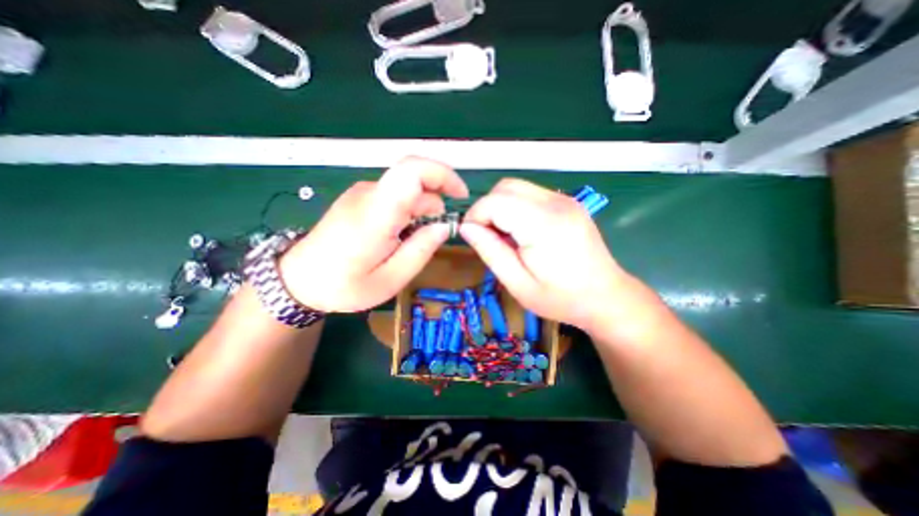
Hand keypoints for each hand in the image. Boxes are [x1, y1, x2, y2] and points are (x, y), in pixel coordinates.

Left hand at [277, 155, 466, 311]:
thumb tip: (443, 226)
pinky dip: (408, 212)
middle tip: (432, 237)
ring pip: (406, 190)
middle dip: (435, 205)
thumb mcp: (390, 280)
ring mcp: (363, 193)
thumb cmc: (344, 285)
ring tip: (411, 243)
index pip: (413, 170)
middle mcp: (369, 194)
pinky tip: (399, 237)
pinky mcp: (360, 198)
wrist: (298, 280)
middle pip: (415, 181)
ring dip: (421, 212)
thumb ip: (420, 250)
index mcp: (377, 213)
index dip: (443, 174)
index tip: (461, 195)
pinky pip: (395, 196)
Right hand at [463, 179, 635, 332]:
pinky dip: (515, 207)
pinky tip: (521, 231)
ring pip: (516, 187)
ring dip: (500, 207)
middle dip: (487, 208)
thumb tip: (466, 227)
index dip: (475, 215)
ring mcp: (564, 199)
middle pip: (505, 187)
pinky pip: (530, 194)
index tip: (472, 236)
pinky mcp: (567, 202)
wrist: (606, 296)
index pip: (495, 201)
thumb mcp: (518, 284)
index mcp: (544, 225)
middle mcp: (556, 203)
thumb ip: (490, 252)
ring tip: (504, 236)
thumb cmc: (561, 298)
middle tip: (487, 237)